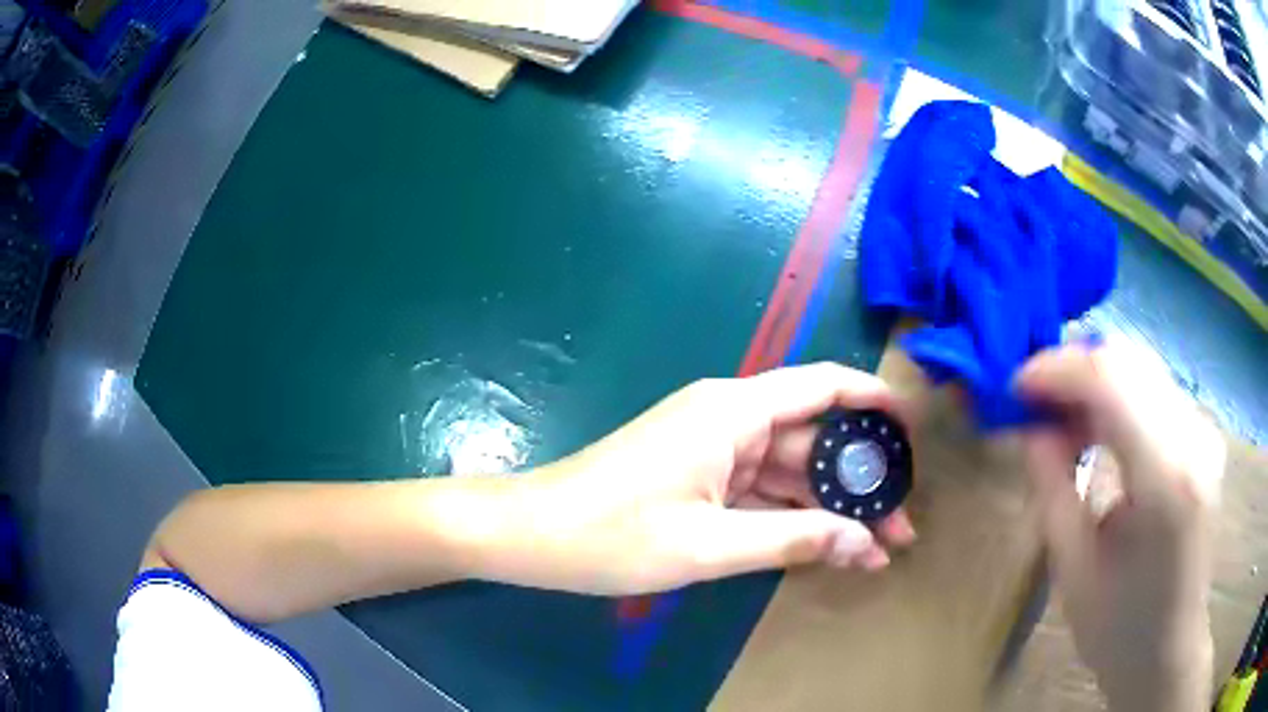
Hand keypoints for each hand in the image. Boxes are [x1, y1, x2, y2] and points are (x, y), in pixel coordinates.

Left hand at [488, 363, 916, 595]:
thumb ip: (792, 540)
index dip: (873, 401)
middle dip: (858, 482)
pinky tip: (824, 545)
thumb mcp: (709, 545)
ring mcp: (712, 446)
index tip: (913, 432)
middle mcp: (728, 416)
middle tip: (900, 527)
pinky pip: (759, 486)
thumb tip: (864, 543)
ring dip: (828, 506)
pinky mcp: (699, 473)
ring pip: (788, 468)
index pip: (823, 386)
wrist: (531, 534)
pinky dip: (791, 514)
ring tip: (875, 547)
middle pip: (812, 439)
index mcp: (732, 411)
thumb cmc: (612, 535)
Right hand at [1016, 343, 1222, 711]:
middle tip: (1033, 405)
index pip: (1110, 379)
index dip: (1056, 369)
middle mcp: (1193, 437)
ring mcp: (1204, 431)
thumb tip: (1030, 427)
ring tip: (1060, 422)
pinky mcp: (1204, 436)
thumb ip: (1052, 486)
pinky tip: (1098, 431)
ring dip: (1094, 383)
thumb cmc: (1118, 628)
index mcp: (1164, 477)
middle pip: (1128, 360)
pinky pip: (1155, 391)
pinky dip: (1118, 397)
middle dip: (1073, 371)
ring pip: (1141, 368)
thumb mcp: (1072, 568)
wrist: (1169, 649)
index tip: (1014, 387)